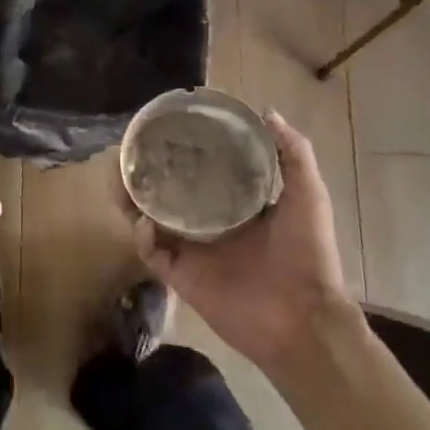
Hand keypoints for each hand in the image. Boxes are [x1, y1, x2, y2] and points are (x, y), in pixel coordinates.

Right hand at [133, 111, 356, 373]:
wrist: (304, 319)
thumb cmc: (308, 254)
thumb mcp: (307, 195)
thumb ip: (293, 153)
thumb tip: (267, 111)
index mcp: (236, 206)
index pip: (201, 174)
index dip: (183, 153)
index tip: (165, 130)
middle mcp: (209, 225)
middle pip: (167, 194)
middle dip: (146, 173)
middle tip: (129, 152)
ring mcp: (193, 251)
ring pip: (149, 220)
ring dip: (132, 200)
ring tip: (121, 179)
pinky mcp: (181, 277)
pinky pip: (152, 253)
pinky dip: (143, 236)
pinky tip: (145, 221)